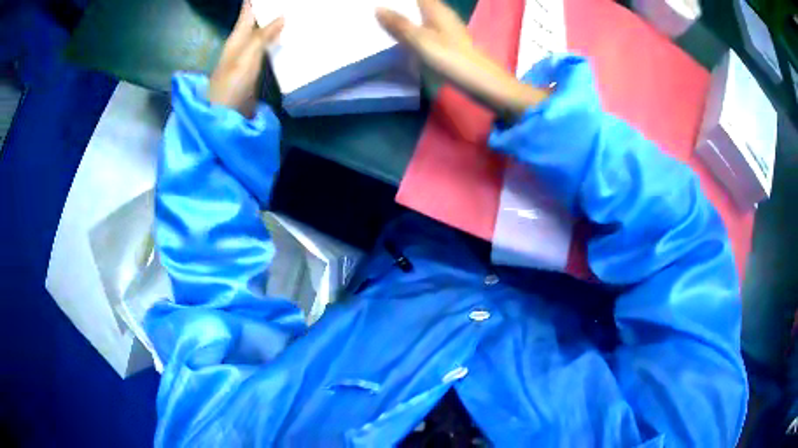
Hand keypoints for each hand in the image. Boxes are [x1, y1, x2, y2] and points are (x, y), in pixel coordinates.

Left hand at [208, 0, 283, 117]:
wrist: (226, 118)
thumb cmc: (231, 85)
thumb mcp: (246, 57)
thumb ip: (262, 36)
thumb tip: (282, 16)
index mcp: (236, 39)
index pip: (246, 14)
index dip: (253, 3)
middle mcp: (241, 46)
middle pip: (255, 23)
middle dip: (267, 11)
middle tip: (284, 4)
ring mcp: (247, 60)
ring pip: (262, 35)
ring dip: (273, 25)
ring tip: (289, 15)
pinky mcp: (254, 72)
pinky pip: (267, 50)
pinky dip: (276, 42)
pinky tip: (285, 39)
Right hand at [376, 0, 548, 117]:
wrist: (483, 84)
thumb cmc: (453, 60)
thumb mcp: (422, 41)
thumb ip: (400, 25)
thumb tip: (378, 8)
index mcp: (437, 10)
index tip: (379, 1)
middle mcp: (443, 16)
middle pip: (417, 5)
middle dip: (399, 7)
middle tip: (376, 11)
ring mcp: (446, 30)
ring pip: (420, 17)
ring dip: (404, 18)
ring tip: (381, 21)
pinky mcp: (448, 44)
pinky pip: (425, 31)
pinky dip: (412, 31)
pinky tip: (400, 38)